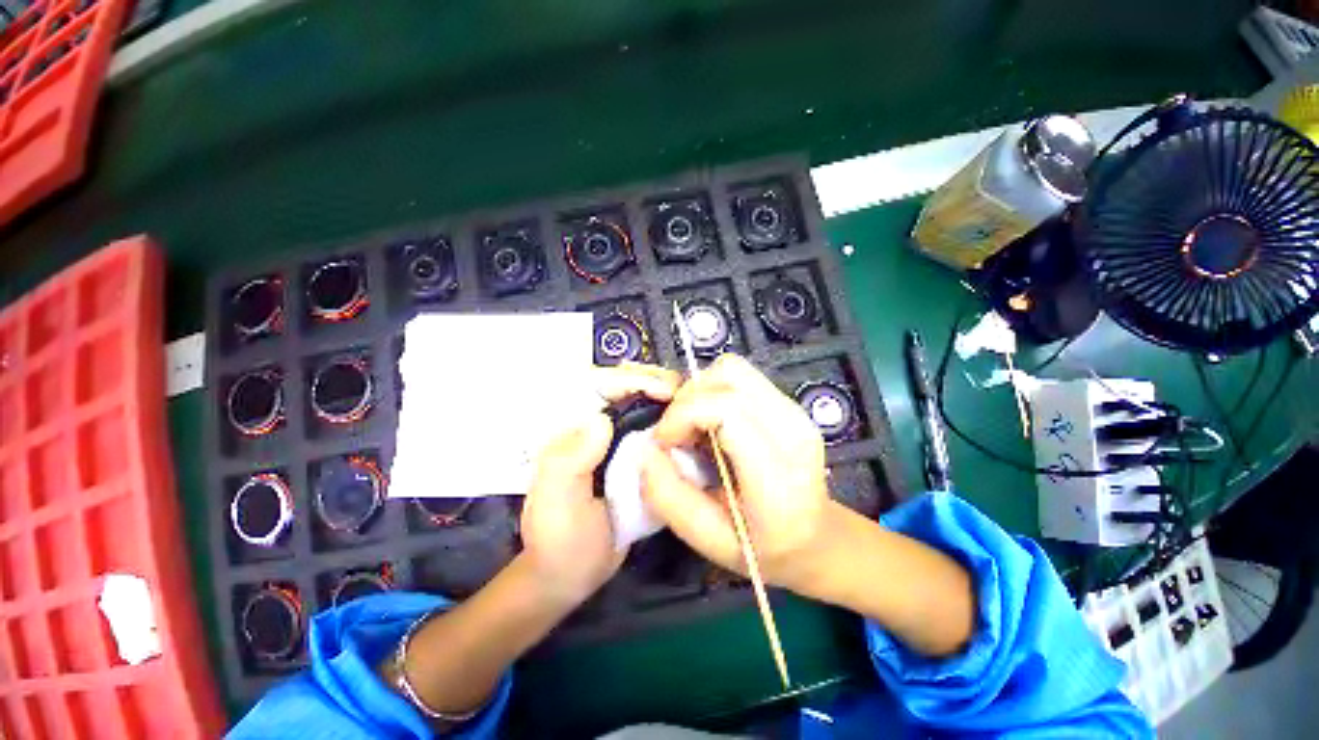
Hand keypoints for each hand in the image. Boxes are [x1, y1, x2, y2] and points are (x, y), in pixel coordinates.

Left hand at [520, 362, 680, 605]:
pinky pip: (653, 430)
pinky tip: (690, 428)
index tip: (664, 391)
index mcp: (571, 430)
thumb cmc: (559, 543)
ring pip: (642, 405)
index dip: (632, 380)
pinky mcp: (630, 457)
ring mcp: (613, 442)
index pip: (597, 385)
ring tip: (692, 406)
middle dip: (654, 382)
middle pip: (624, 388)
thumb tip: (601, 419)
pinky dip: (672, 423)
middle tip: (685, 394)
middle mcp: (592, 428)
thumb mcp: (557, 506)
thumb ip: (570, 463)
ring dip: (667, 399)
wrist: (571, 575)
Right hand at [641, 354, 843, 594]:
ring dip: (700, 391)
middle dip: (687, 400)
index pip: (726, 409)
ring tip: (694, 427)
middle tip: (677, 435)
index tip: (664, 442)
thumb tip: (644, 451)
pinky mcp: (788, 402)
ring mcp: (795, 410)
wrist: (818, 539)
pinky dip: (714, 390)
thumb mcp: (708, 540)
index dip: (683, 415)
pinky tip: (712, 421)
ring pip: (733, 368)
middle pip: (728, 376)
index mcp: (778, 475)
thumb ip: (669, 497)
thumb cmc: (763, 548)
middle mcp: (792, 430)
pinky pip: (740, 376)